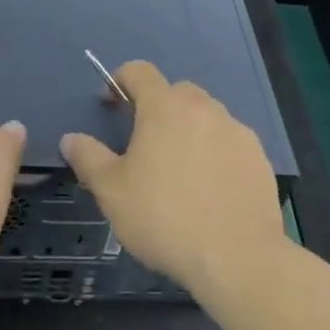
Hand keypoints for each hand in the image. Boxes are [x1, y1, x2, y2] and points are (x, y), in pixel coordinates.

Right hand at [59, 62, 286, 294]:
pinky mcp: (258, 157)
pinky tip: (210, 188)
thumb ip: (88, 158)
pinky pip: (229, 142)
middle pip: (175, 92)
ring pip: (206, 116)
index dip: (120, 80)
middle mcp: (204, 107)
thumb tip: (70, 138)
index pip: (139, 71)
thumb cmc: (164, 218)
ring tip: (179, 170)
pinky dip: (216, 152)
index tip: (111, 105)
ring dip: (189, 129)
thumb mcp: (111, 191)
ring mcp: (236, 131)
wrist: (237, 258)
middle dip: (157, 107)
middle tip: (145, 144)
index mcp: (165, 107)